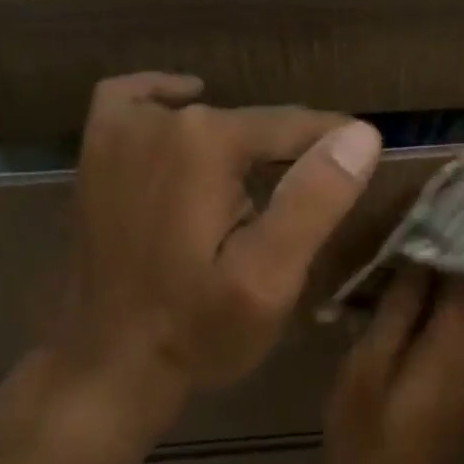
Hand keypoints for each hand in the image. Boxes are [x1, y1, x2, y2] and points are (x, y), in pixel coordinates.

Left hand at [38, 73, 382, 420]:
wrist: (107, 366)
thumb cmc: (196, 330)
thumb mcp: (268, 277)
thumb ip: (314, 200)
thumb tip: (360, 134)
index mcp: (207, 142)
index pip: (294, 125)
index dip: (336, 145)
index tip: (367, 163)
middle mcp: (160, 122)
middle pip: (250, 121)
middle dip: (289, 151)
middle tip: (316, 197)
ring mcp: (118, 134)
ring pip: (203, 116)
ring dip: (239, 140)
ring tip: (270, 181)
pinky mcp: (95, 156)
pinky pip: (132, 101)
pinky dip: (162, 97)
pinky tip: (185, 104)